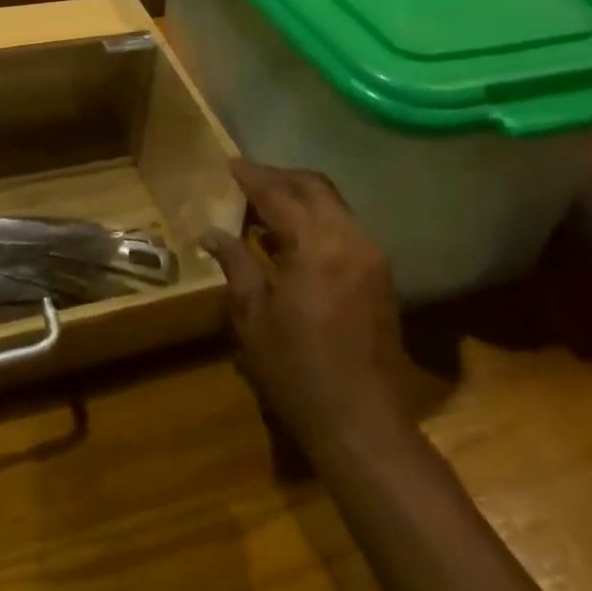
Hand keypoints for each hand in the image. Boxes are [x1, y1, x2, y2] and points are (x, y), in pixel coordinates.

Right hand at [201, 161, 416, 455]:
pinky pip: (345, 225)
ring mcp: (371, 255)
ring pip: (333, 203)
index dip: (252, 177)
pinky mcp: (380, 274)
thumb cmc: (299, 374)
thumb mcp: (254, 319)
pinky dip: (318, 217)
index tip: (230, 163)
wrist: (364, 427)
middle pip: (314, 186)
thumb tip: (211, 232)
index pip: (279, 194)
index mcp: (315, 246)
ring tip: (267, 205)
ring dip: (301, 195)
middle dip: (280, 177)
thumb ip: (236, 265)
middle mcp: (349, 238)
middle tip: (248, 179)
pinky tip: (295, 235)